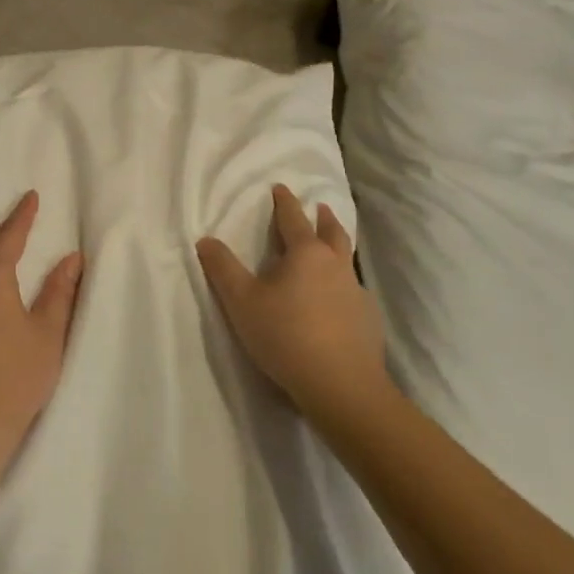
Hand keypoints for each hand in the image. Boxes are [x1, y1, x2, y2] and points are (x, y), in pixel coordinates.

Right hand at [197, 184, 388, 418]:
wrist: (341, 385)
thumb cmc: (285, 336)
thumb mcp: (241, 302)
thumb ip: (222, 269)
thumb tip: (205, 239)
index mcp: (305, 254)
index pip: (293, 219)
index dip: (285, 202)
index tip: (281, 188)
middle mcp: (335, 265)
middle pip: (331, 232)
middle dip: (322, 218)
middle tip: (320, 207)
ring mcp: (356, 292)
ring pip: (347, 260)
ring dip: (338, 246)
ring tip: (332, 247)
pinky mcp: (368, 319)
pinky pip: (355, 291)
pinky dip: (345, 285)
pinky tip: (339, 299)